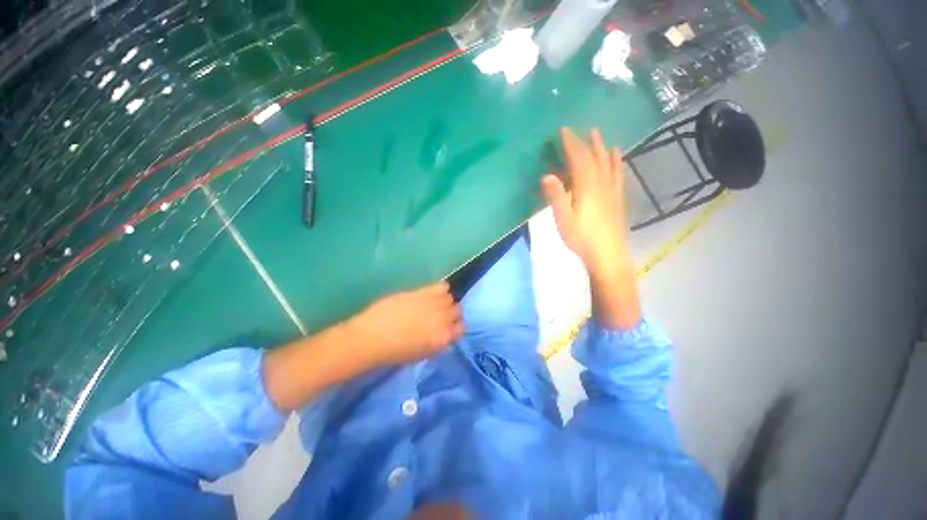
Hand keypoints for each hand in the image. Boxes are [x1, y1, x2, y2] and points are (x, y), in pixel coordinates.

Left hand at [347, 282, 463, 367]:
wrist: (373, 337)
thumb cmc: (395, 352)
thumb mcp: (421, 354)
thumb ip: (437, 342)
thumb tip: (443, 332)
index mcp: (443, 338)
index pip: (461, 328)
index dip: (454, 326)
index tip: (447, 326)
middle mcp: (444, 319)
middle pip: (457, 310)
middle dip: (450, 313)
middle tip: (438, 315)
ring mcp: (434, 304)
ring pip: (450, 297)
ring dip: (444, 301)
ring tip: (432, 304)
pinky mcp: (424, 292)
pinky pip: (442, 286)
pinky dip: (440, 289)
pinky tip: (430, 294)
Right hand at [541, 127, 629, 278]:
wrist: (608, 255)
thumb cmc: (582, 238)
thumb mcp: (563, 219)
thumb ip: (556, 196)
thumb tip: (547, 175)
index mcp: (587, 187)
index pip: (578, 159)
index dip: (570, 144)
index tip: (562, 131)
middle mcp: (601, 183)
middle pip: (593, 157)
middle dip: (583, 143)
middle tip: (576, 131)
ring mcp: (612, 190)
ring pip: (607, 162)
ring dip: (600, 147)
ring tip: (597, 134)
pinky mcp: (617, 198)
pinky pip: (617, 174)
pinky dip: (616, 161)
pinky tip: (616, 155)